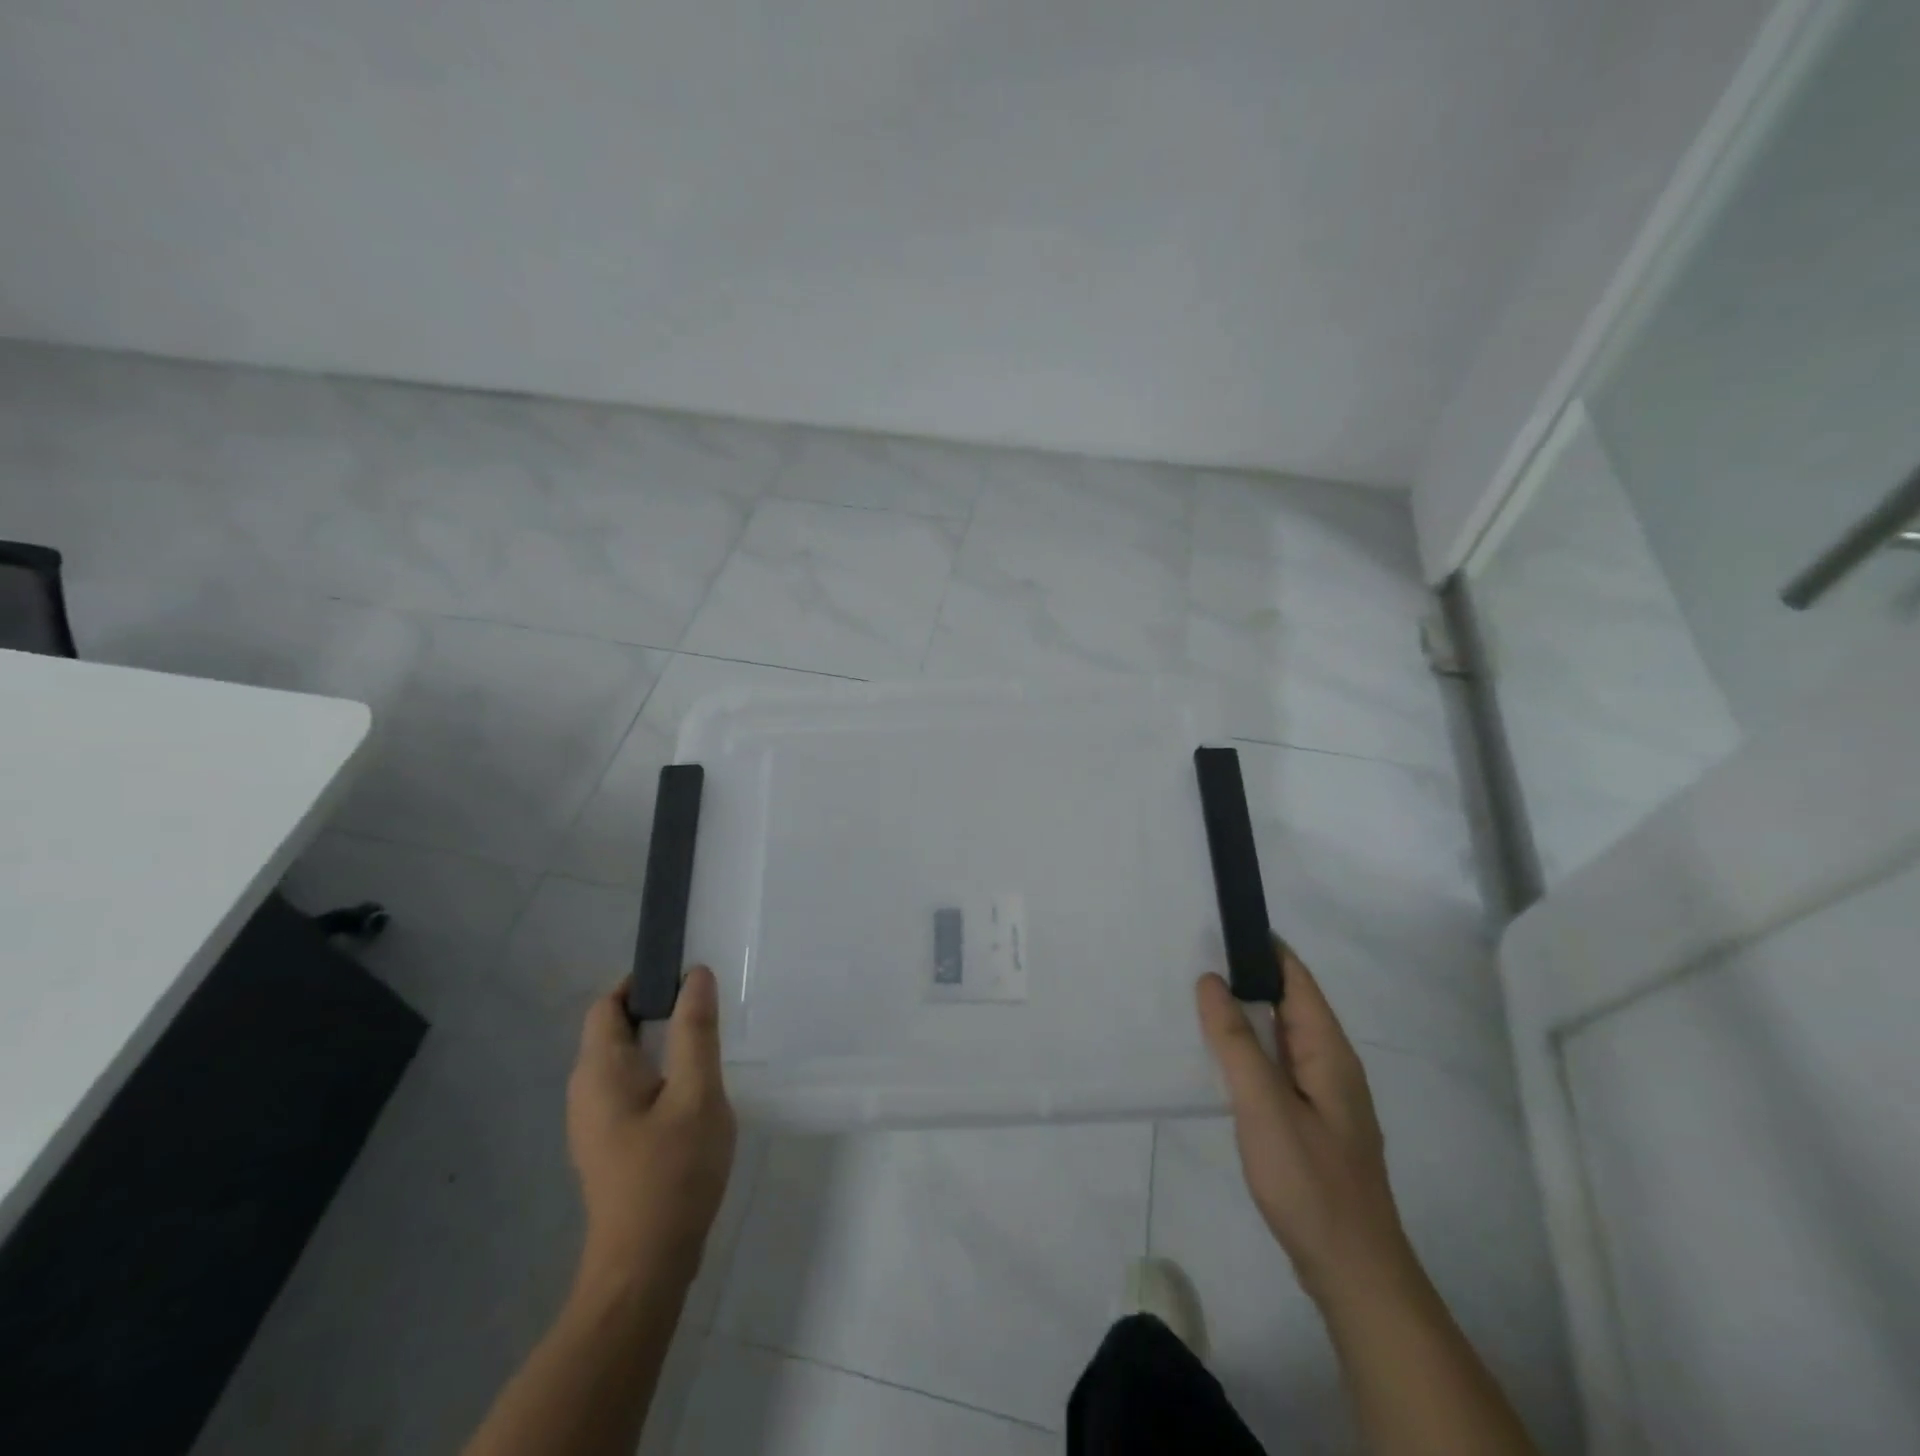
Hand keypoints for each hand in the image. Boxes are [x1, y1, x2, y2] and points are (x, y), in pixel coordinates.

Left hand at [567, 967, 736, 1295]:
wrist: (645, 1267)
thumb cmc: (673, 1173)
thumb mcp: (697, 1093)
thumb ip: (696, 1031)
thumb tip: (696, 975)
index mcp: (600, 1070)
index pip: (608, 1003)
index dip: (643, 982)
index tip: (687, 979)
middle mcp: (585, 1090)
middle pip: (613, 1029)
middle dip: (657, 1009)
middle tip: (706, 1010)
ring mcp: (592, 1121)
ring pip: (623, 1061)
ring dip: (660, 1042)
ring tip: (704, 1046)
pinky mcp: (606, 1144)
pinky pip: (627, 1088)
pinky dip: (655, 1072)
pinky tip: (690, 1091)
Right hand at [1195, 947, 1411, 1305]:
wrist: (1353, 1272)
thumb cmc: (1310, 1182)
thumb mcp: (1264, 1106)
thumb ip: (1236, 1041)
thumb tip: (1211, 979)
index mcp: (1328, 1051)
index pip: (1296, 978)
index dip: (1264, 947)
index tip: (1222, 923)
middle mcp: (1331, 1065)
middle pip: (1289, 1002)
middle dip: (1249, 975)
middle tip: (1195, 954)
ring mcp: (1324, 1095)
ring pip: (1282, 1036)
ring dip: (1247, 1012)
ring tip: (1199, 996)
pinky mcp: (1311, 1121)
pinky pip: (1277, 1066)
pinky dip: (1250, 1047)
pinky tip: (1222, 1056)